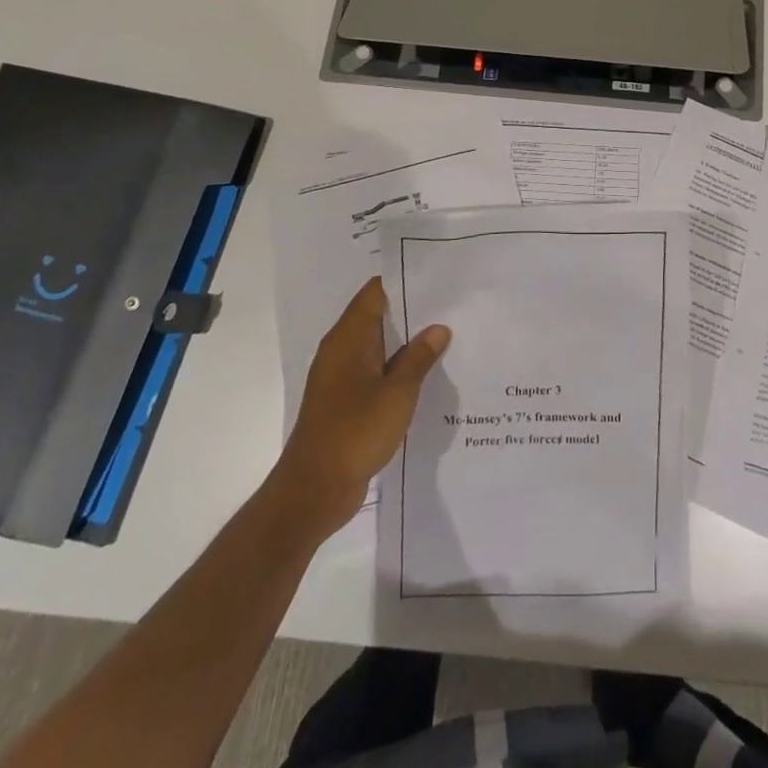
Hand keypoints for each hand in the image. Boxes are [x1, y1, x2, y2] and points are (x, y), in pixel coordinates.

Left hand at [275, 277, 450, 534]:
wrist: (314, 490)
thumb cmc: (356, 432)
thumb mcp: (398, 393)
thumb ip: (419, 358)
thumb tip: (438, 328)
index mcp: (348, 338)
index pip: (375, 293)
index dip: (404, 280)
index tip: (437, 276)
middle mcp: (341, 351)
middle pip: (377, 317)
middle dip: (412, 310)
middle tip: (452, 304)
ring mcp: (341, 378)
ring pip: (378, 347)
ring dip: (407, 343)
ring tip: (447, 335)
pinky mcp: (345, 402)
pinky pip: (375, 372)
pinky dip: (397, 369)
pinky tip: (426, 375)